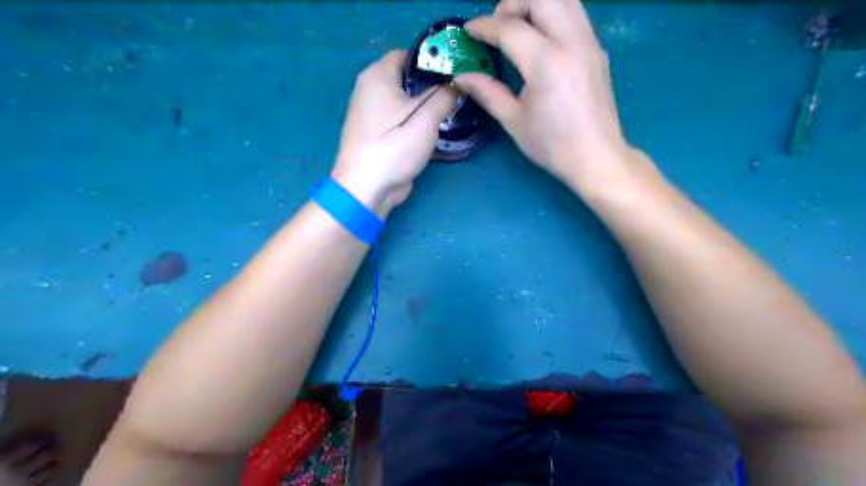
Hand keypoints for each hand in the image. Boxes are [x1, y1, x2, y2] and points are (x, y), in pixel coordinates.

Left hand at [330, 49, 455, 216]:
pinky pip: (399, 121)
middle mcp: (369, 90)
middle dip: (431, 85)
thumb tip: (457, 85)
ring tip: (450, 112)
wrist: (367, 187)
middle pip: (405, 79)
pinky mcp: (376, 136)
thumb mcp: (426, 116)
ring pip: (403, 102)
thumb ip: (445, 95)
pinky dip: (415, 123)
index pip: (406, 54)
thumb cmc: (394, 144)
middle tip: (456, 94)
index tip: (454, 72)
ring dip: (424, 107)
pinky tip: (433, 131)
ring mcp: (371, 115)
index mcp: (377, 75)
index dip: (431, 60)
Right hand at [455, 0, 638, 189]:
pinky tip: (540, 38)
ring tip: (517, 27)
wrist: (596, 157)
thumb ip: (487, 92)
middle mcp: (571, 42)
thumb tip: (462, 77)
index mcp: (547, 63)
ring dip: (535, 3)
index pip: (510, 28)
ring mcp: (589, 42)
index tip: (469, 32)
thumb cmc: (553, 145)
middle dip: (511, 4)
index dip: (484, 26)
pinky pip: (574, 13)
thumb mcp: (514, 121)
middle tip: (496, 27)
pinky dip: (553, 13)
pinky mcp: (597, 49)